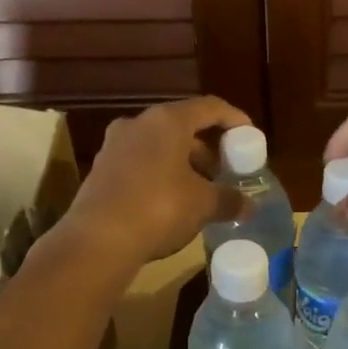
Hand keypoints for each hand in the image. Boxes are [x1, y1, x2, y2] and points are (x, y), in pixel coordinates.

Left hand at [58, 97, 251, 267]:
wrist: (97, 240)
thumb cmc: (159, 208)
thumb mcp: (203, 204)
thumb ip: (229, 199)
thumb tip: (248, 205)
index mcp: (167, 120)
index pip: (209, 107)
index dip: (234, 120)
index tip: (250, 138)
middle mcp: (138, 124)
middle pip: (183, 127)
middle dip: (208, 148)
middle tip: (225, 171)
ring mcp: (115, 146)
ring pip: (160, 147)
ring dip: (184, 164)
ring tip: (202, 191)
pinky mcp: (101, 171)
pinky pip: (141, 164)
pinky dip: (162, 175)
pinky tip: (173, 202)